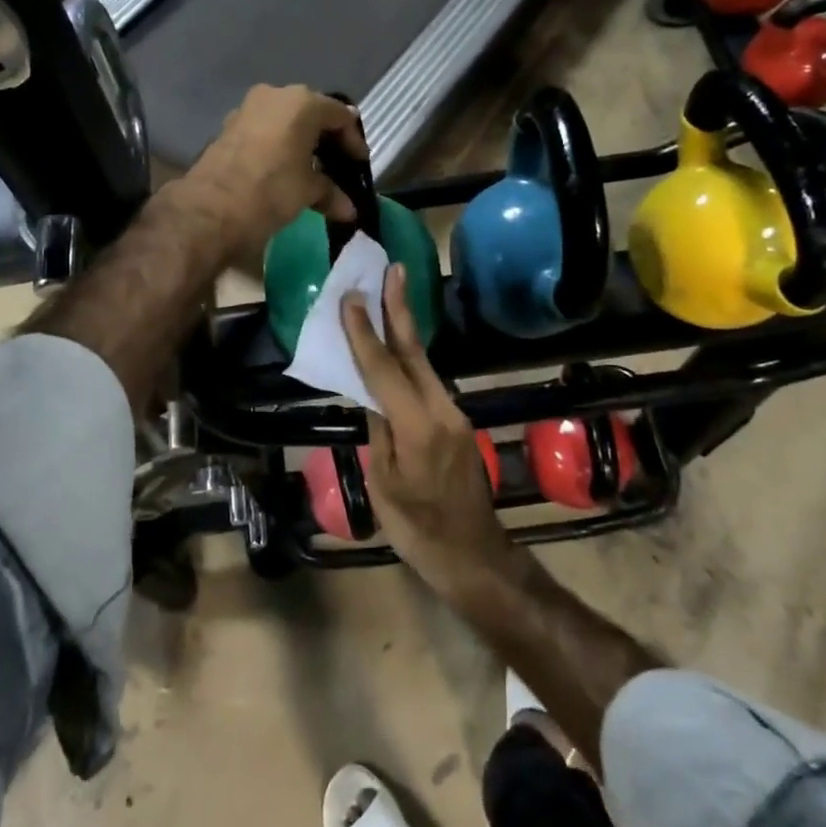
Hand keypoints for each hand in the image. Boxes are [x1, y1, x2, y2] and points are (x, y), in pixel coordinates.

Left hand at [178, 85, 365, 259]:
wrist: (210, 208)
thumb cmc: (271, 190)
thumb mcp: (308, 191)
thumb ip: (331, 193)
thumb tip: (349, 210)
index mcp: (302, 102)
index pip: (340, 115)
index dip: (354, 141)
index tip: (359, 165)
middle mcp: (275, 96)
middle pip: (311, 114)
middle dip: (326, 140)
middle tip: (338, 165)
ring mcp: (247, 109)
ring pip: (285, 122)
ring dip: (300, 144)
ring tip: (311, 172)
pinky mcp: (228, 128)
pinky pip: (264, 132)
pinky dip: (278, 147)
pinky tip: (283, 171)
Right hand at [342, 265, 516, 600]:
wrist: (474, 557)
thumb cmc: (418, 530)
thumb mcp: (385, 483)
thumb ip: (379, 431)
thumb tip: (371, 395)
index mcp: (418, 425)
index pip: (384, 368)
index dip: (364, 332)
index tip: (351, 298)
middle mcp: (441, 410)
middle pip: (414, 352)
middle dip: (400, 309)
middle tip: (392, 269)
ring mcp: (454, 415)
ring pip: (423, 366)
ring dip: (404, 332)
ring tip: (387, 301)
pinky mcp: (457, 425)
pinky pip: (428, 384)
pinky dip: (409, 362)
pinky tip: (397, 352)